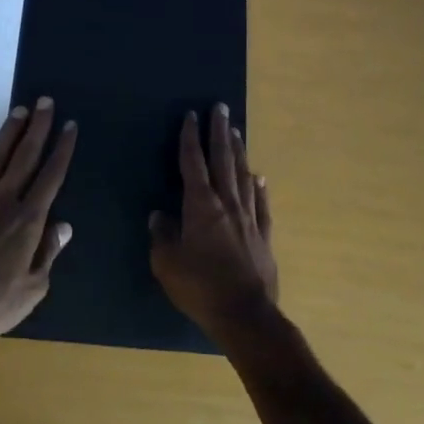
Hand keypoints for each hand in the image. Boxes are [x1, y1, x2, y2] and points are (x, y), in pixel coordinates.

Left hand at [0, 97, 75, 348]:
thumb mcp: (32, 290)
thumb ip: (48, 254)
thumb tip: (63, 226)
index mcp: (28, 221)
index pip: (51, 176)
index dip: (62, 149)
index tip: (69, 125)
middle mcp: (3, 202)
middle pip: (24, 157)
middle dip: (38, 128)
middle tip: (45, 102)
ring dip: (8, 133)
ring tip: (18, 111)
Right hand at [151, 104, 278, 339]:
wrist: (246, 316)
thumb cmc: (201, 288)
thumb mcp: (167, 264)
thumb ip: (162, 235)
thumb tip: (159, 215)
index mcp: (200, 206)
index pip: (193, 163)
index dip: (190, 138)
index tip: (191, 115)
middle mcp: (227, 203)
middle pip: (222, 159)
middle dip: (218, 132)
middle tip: (220, 107)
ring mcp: (249, 218)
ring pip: (242, 175)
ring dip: (238, 151)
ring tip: (235, 131)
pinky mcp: (264, 235)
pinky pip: (261, 203)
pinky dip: (258, 187)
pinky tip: (259, 176)